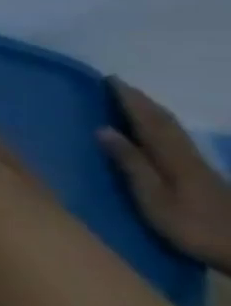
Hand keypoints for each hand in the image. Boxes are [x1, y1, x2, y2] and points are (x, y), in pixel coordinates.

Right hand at [99, 79, 230, 273]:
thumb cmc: (191, 226)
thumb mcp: (153, 198)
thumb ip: (131, 164)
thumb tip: (104, 130)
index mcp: (172, 157)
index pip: (149, 121)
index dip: (131, 100)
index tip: (110, 80)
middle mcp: (187, 155)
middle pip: (165, 122)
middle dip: (141, 102)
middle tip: (117, 85)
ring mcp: (198, 166)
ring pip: (173, 130)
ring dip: (152, 112)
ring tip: (132, 102)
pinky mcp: (202, 176)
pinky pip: (176, 140)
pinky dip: (161, 127)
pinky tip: (155, 132)